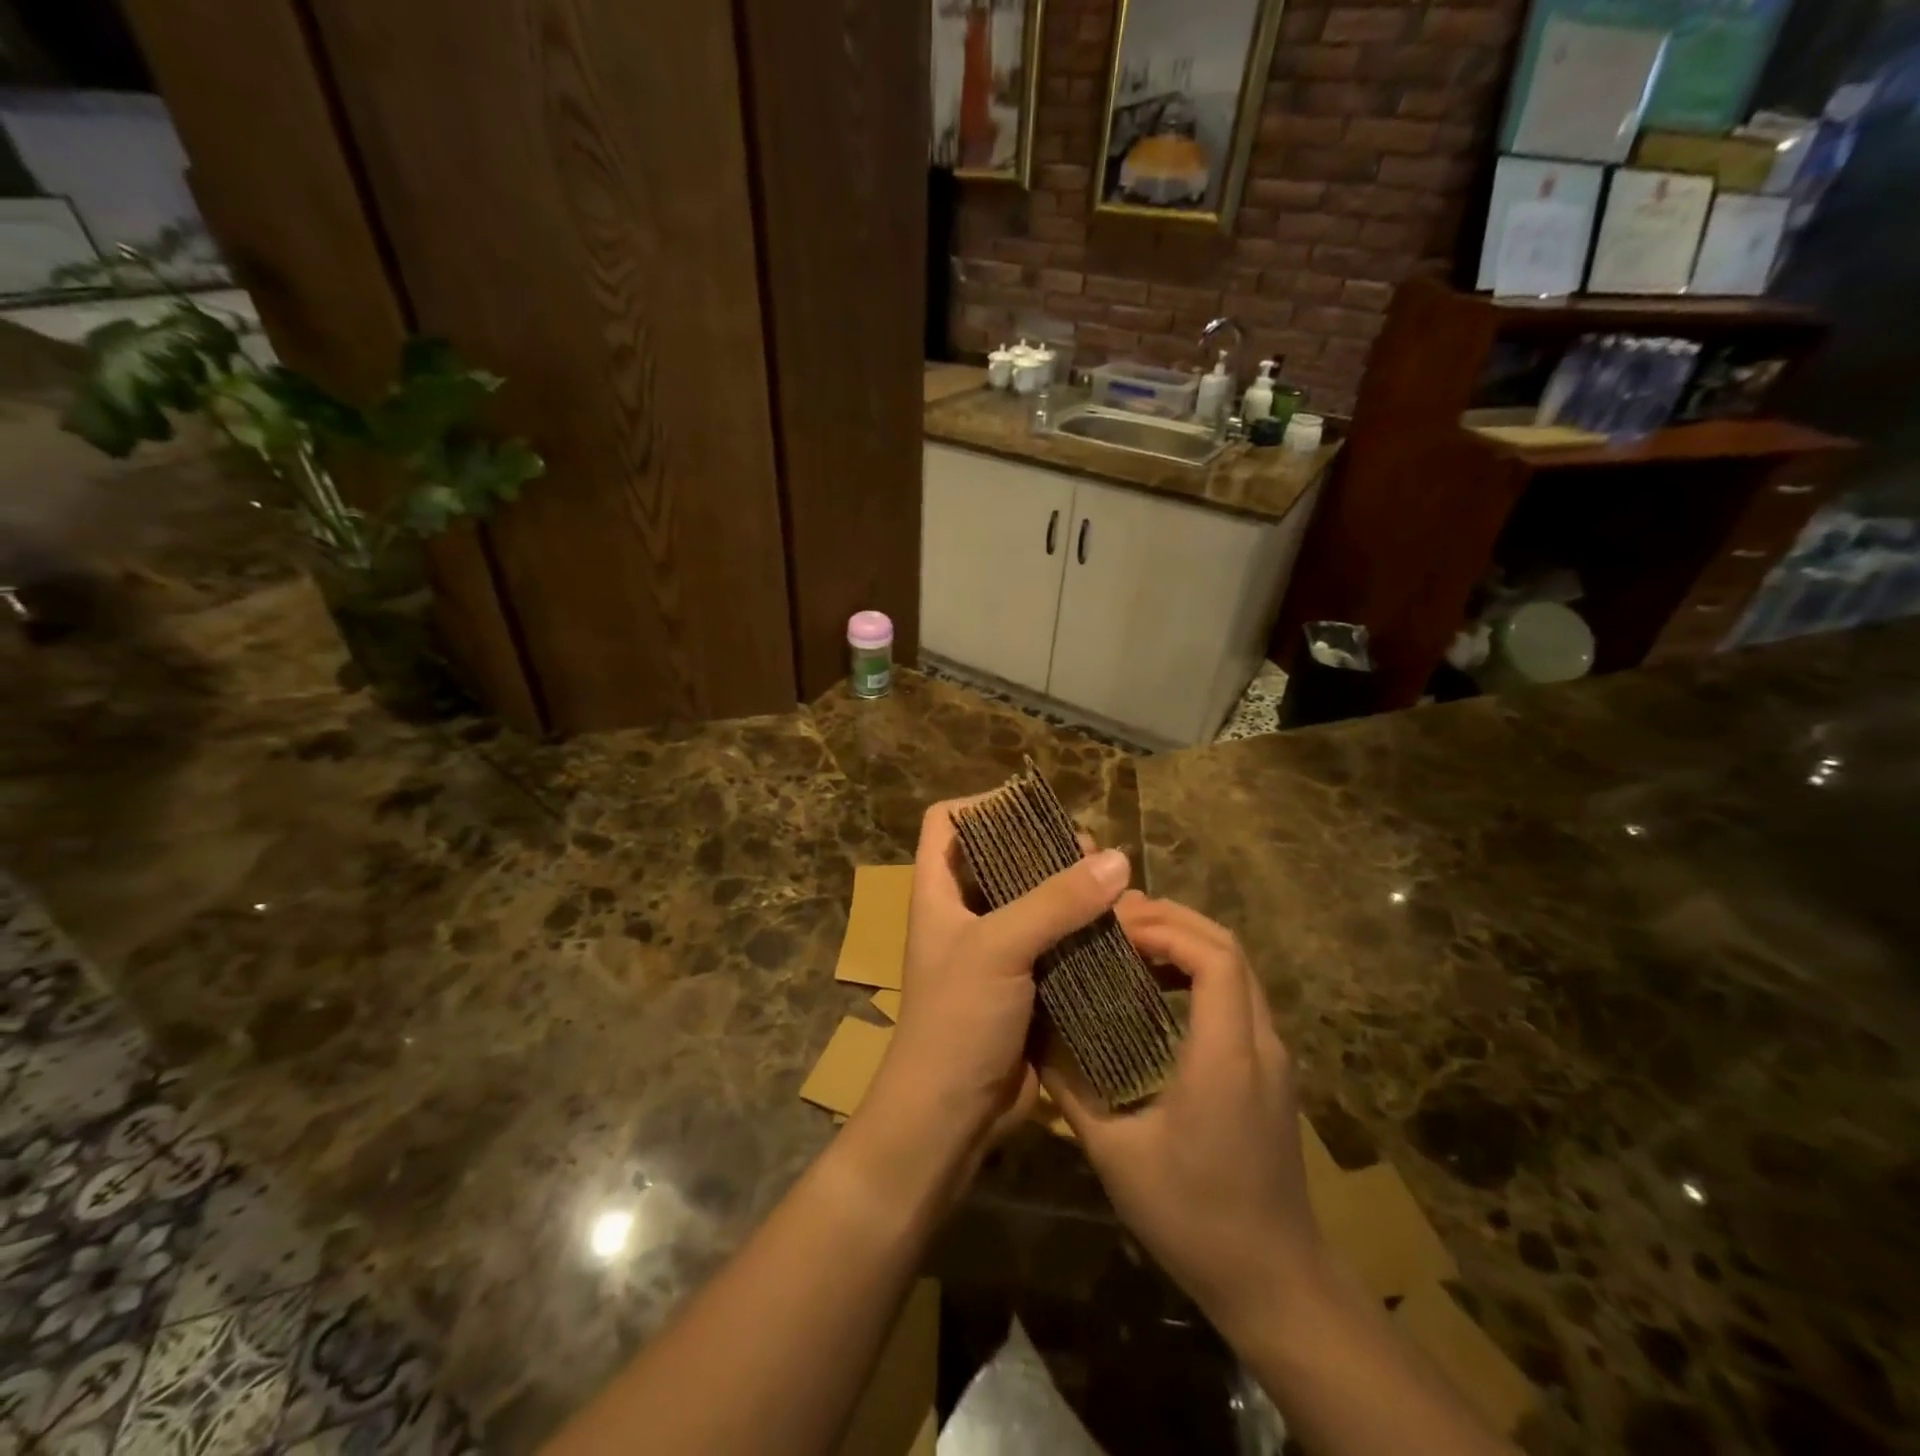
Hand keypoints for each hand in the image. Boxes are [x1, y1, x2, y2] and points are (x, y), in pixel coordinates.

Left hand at [861, 799, 1131, 1175]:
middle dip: (1045, 847)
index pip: (946, 822)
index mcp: (938, 892)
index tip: (1033, 807)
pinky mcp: (1025, 984)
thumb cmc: (956, 1021)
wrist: (950, 1117)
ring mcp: (995, 950)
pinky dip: (1083, 931)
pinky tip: (1118, 930)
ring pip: (1036, 900)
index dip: (982, 805)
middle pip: (1002, 857)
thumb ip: (1055, 901)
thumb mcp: (998, 949)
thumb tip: (1117, 858)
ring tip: (1114, 887)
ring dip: (1072, 891)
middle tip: (1091, 852)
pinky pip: (1056, 941)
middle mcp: (965, 913)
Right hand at [1042, 896, 1321, 1341]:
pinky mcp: (1271, 1069)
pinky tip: (1159, 987)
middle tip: (1115, 922)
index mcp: (1226, 1055)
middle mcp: (1260, 1042)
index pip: (1213, 957)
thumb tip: (1031, 1036)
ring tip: (1131, 942)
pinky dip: (1200, 970)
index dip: (1165, 929)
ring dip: (1187, 942)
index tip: (1114, 931)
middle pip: (1228, 947)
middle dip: (1172, 921)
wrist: (1276, 1283)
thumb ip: (1070, 1089)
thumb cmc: (1193, 1218)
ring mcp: (1273, 1054)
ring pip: (1238, 967)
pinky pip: (1239, 993)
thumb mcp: (1115, 1155)